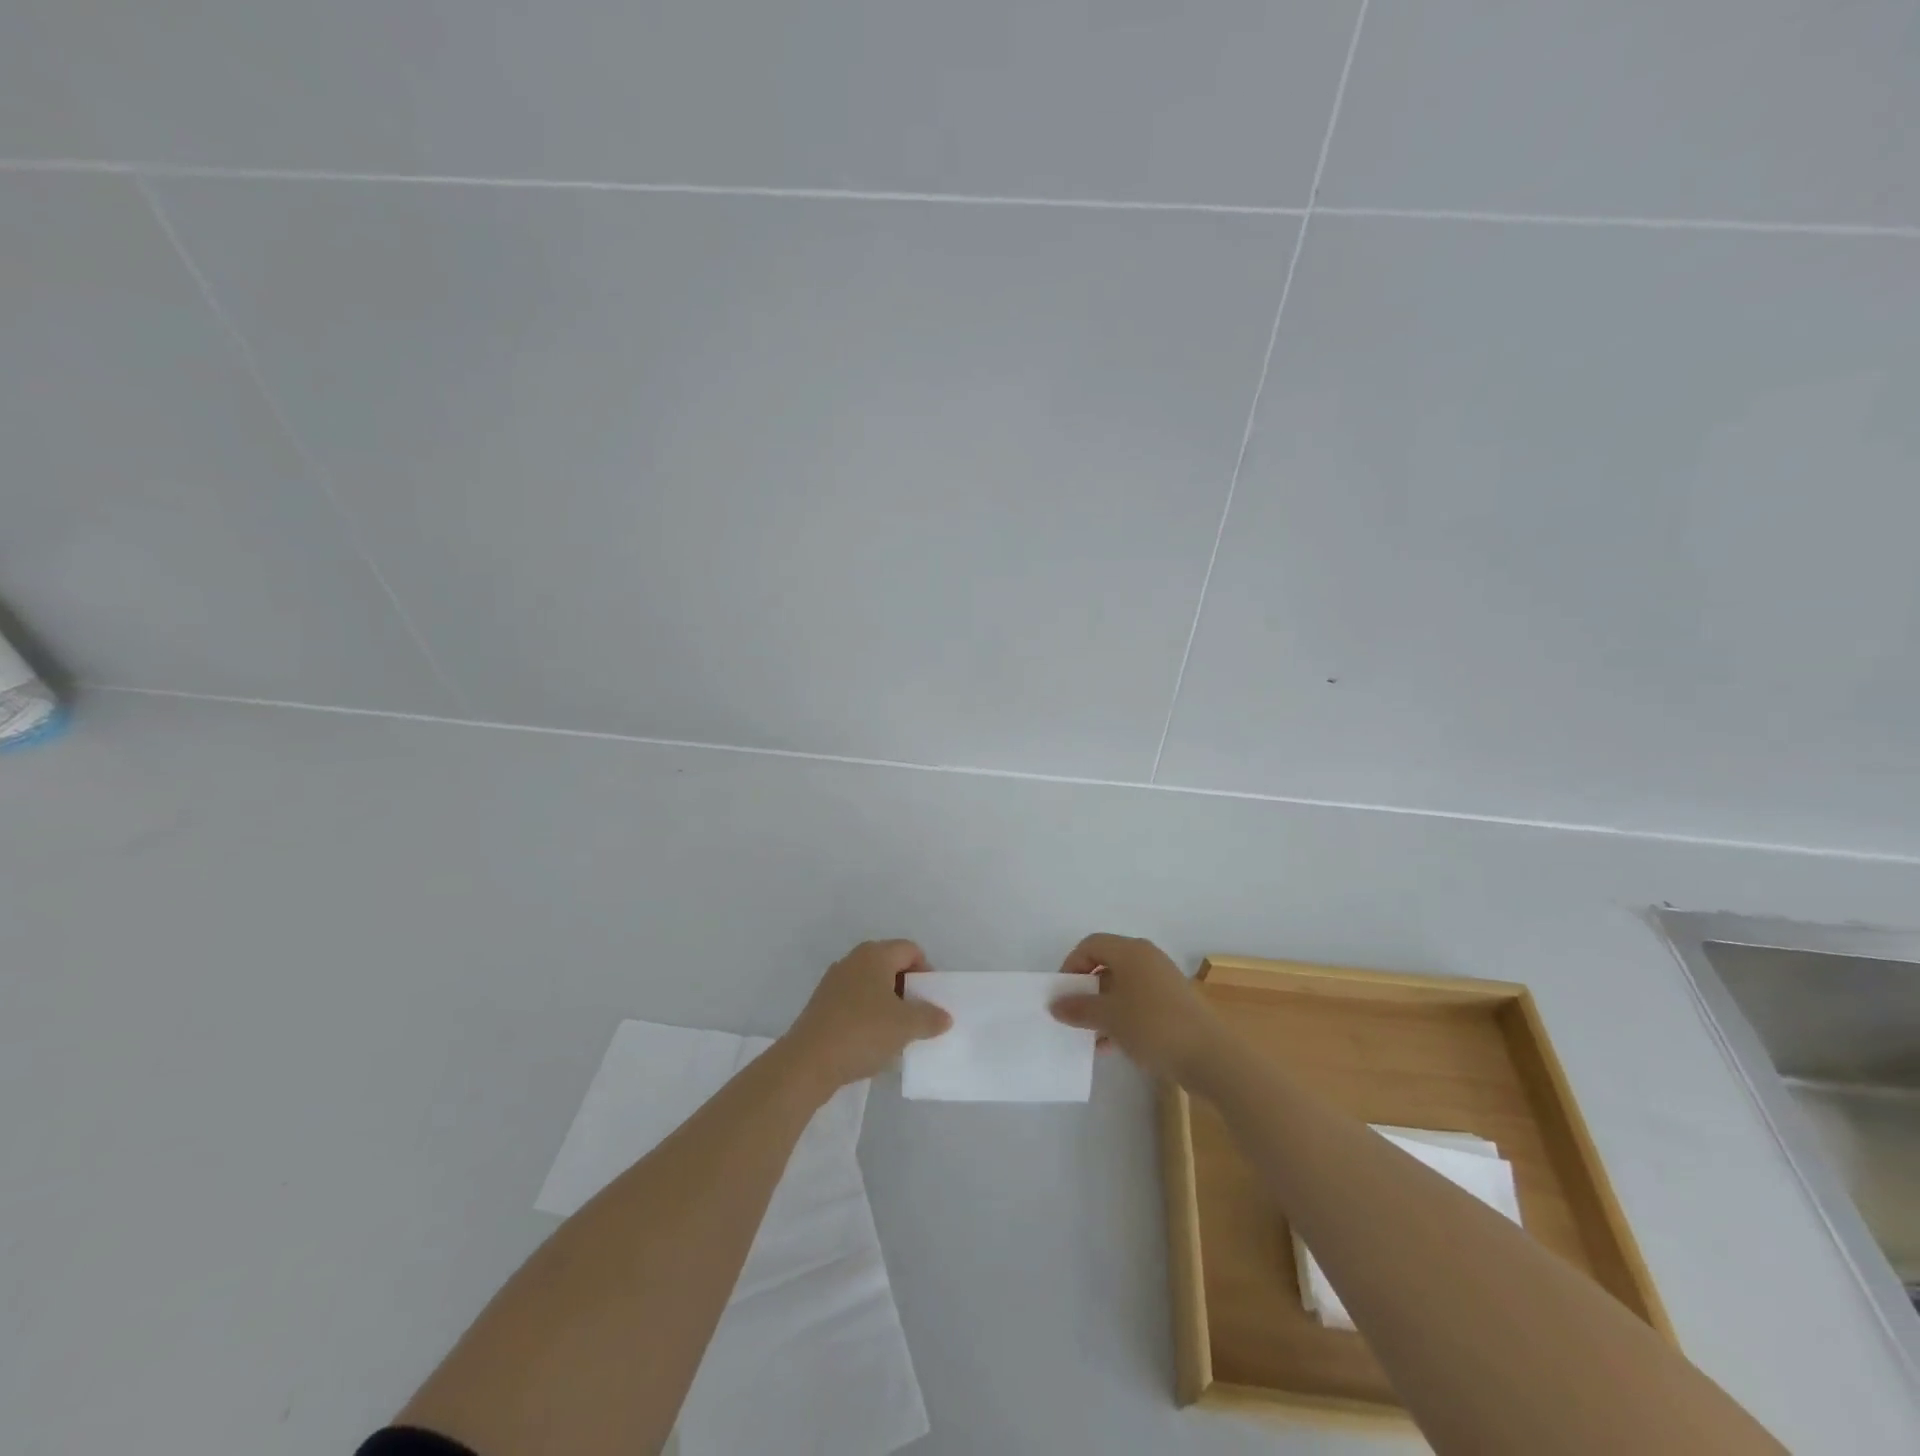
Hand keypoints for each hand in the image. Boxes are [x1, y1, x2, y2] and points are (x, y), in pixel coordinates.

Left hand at [782, 940, 951, 1092]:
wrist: (808, 1062)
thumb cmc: (862, 1032)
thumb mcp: (906, 1026)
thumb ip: (930, 1018)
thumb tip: (944, 1016)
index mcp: (874, 955)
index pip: (910, 950)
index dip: (926, 971)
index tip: (931, 999)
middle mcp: (853, 960)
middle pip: (890, 965)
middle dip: (908, 989)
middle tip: (918, 1016)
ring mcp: (834, 982)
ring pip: (872, 986)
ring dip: (888, 1004)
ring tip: (897, 1032)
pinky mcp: (822, 1005)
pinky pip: (855, 1002)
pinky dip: (869, 1016)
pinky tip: (873, 1042)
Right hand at [1049, 934, 1222, 1081]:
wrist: (1211, 1056)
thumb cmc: (1154, 1026)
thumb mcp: (1109, 1018)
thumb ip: (1079, 1008)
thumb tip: (1055, 1004)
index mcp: (1131, 951)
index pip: (1091, 945)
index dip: (1071, 965)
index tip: (1062, 993)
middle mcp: (1147, 958)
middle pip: (1107, 964)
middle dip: (1086, 989)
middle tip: (1073, 1014)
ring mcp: (1163, 981)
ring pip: (1122, 986)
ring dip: (1103, 1007)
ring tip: (1090, 1036)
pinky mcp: (1174, 1003)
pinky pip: (1138, 1002)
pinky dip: (1122, 1017)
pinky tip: (1112, 1045)